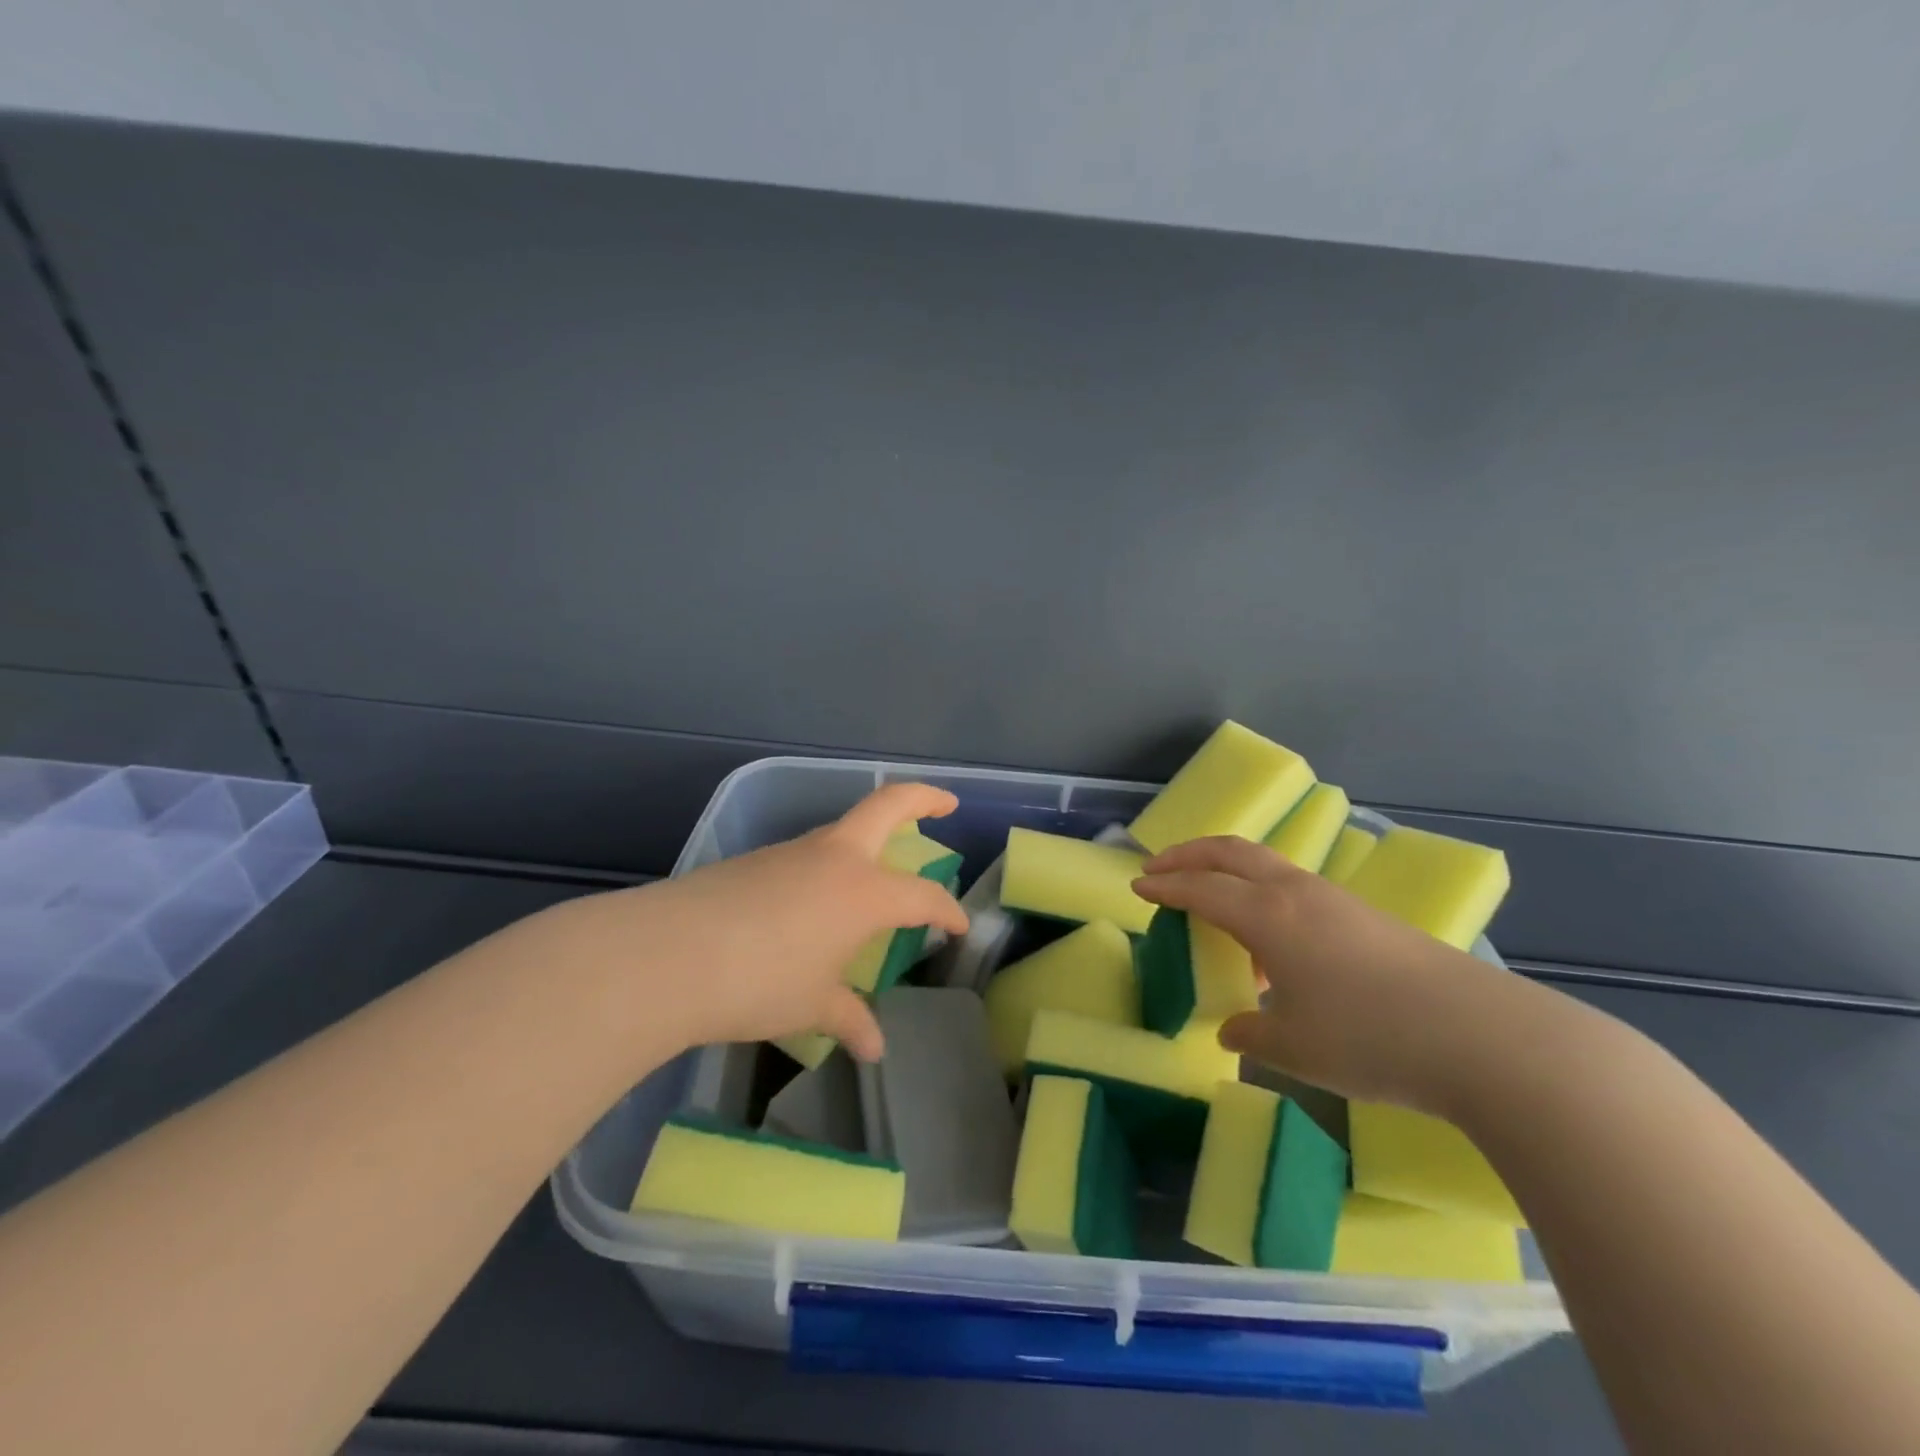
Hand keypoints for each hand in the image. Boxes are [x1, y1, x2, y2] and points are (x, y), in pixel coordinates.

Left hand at [516, 783, 968, 1063]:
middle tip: (947, 805)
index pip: (922, 895)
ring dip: (868, 842)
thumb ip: (849, 1019)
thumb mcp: (812, 1006)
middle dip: (923, 799)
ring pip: (842, 832)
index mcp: (863, 891)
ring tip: (873, 881)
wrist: (666, 955)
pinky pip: (806, 857)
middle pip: (887, 806)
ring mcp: (791, 853)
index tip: (959, 926)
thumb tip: (874, 1048)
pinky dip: (826, 870)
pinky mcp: (754, 860)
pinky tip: (811, 908)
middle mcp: (833, 858)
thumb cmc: (758, 983)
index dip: (947, 911)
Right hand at [1133, 836, 1526, 1111]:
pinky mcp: (1365, 916)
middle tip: (1158, 865)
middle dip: (1189, 853)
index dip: (1164, 886)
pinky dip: (1263, 895)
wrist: (1483, 1038)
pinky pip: (1295, 888)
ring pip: (1266, 865)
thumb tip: (1232, 1028)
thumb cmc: (1371, 1038)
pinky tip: (1274, 945)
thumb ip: (1250, 1034)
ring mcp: (1335, 900)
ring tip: (1212, 907)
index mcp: (1268, 916)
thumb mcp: (1294, 1047)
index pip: (1201, 888)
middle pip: (1231, 852)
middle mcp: (1297, 893)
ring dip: (1228, 871)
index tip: (1136, 886)